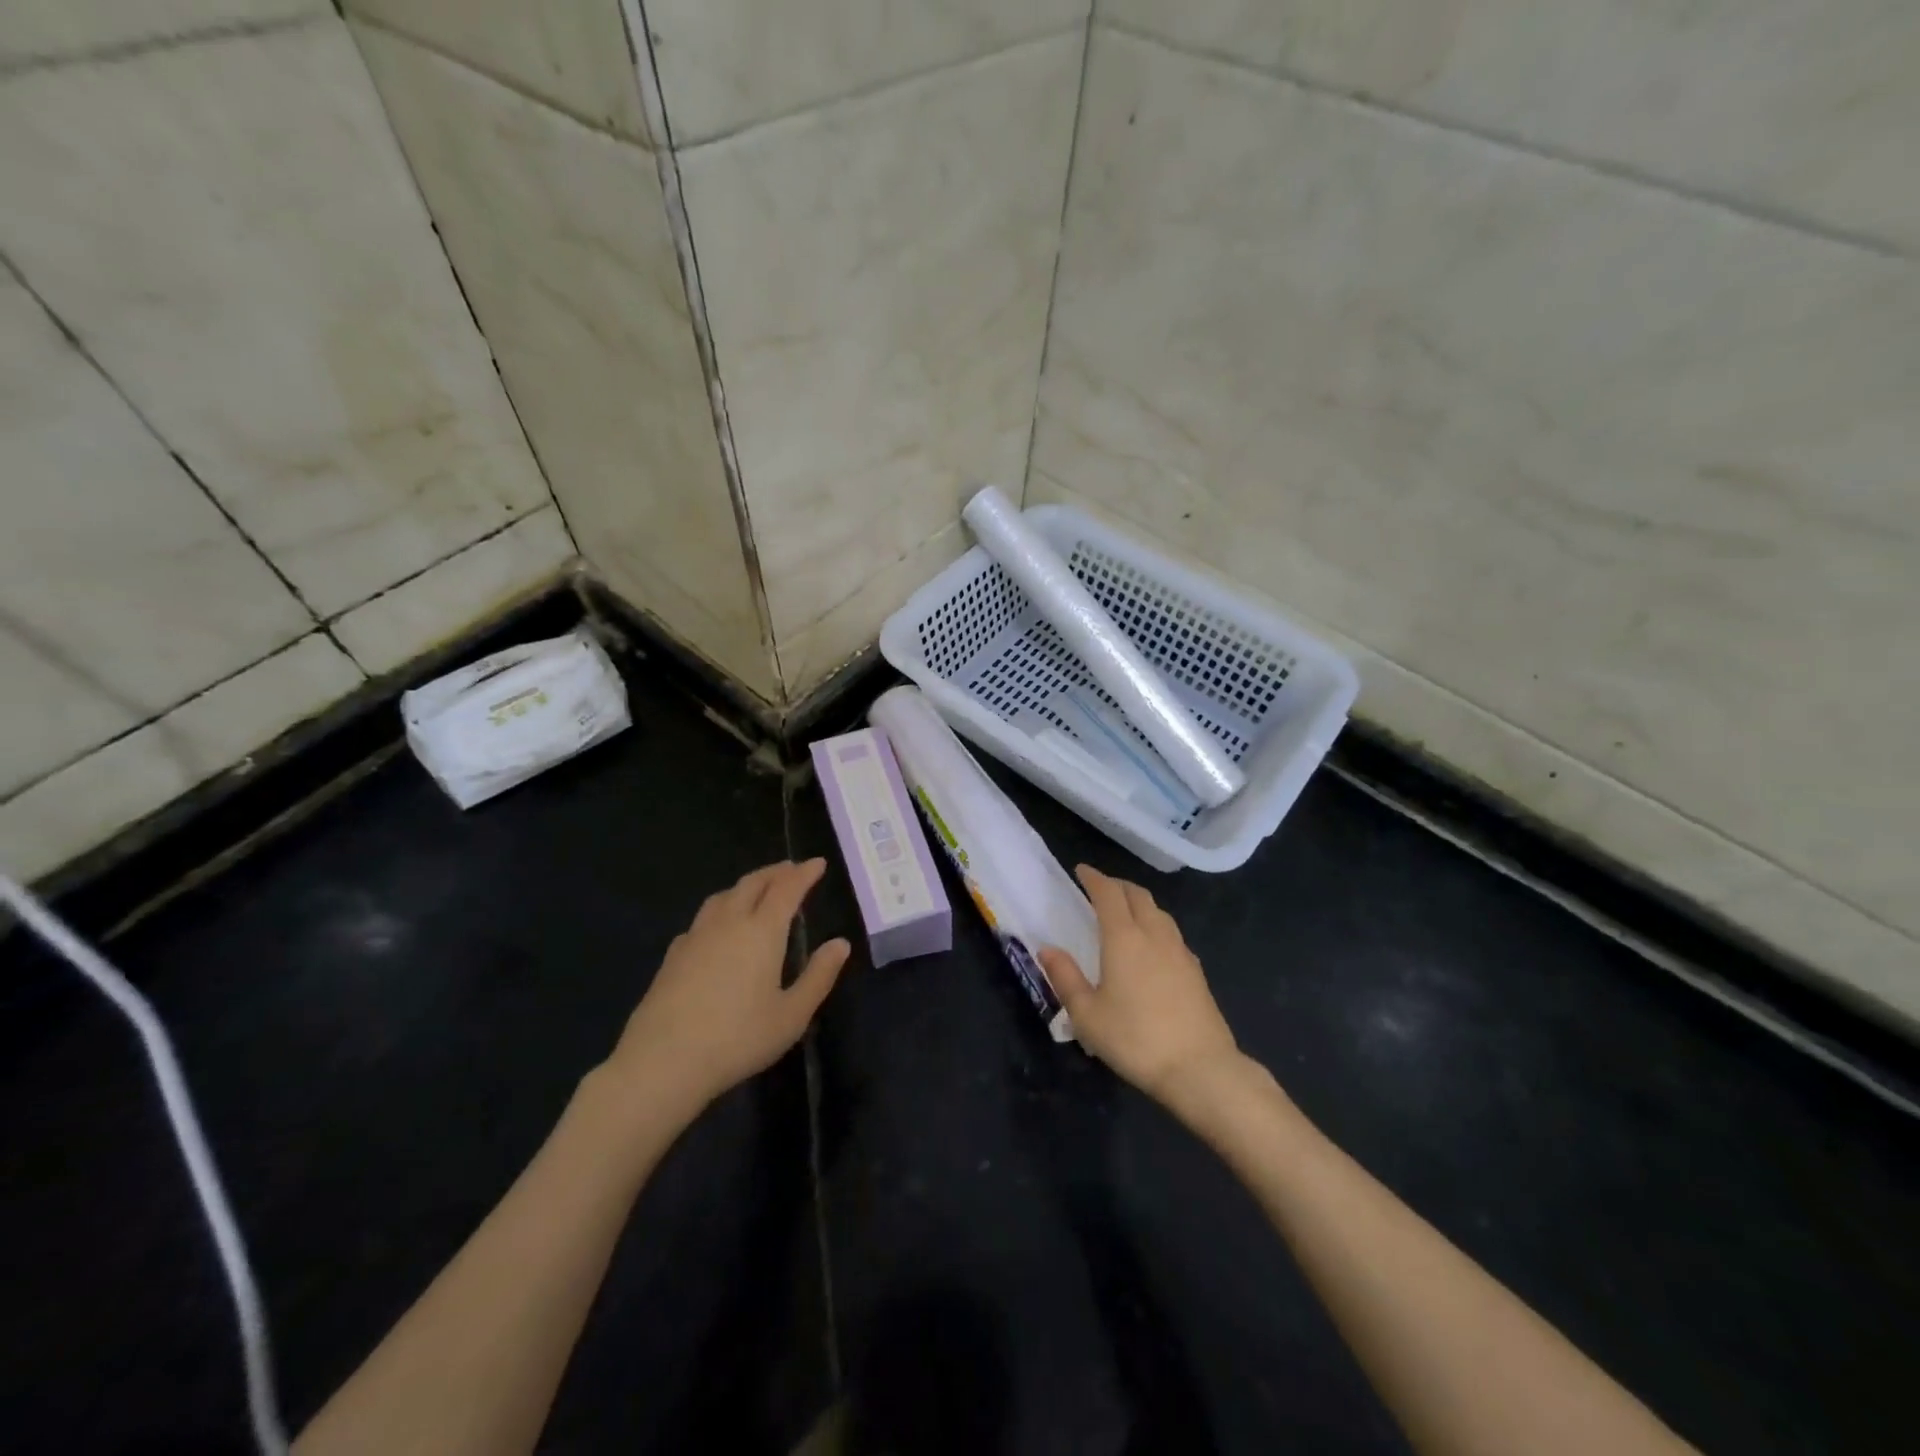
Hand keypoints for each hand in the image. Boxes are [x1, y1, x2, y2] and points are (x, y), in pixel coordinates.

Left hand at [605, 859, 849, 1114]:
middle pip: (753, 883)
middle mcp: (729, 922)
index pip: (787, 889)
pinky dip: (721, 909)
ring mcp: (696, 936)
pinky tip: (719, 928)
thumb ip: (819, 976)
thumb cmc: (738, 1038)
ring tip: (757, 890)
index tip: (818, 863)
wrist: (662, 1061)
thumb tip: (840, 944)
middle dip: (775, 872)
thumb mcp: (792, 1015)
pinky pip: (703, 918)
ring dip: (746, 886)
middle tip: (791, 869)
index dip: (804, 873)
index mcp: (762, 931)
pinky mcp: (673, 955)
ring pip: (724, 896)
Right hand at [1039, 865, 1239, 1102]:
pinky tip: (1153, 945)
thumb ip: (1065, 977)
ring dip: (1139, 902)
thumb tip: (1047, 949)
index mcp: (1124, 938)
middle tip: (1100, 888)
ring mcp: (1180, 952)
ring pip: (1159, 912)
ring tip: (1126, 911)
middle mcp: (1154, 935)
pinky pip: (1172, 933)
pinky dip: (1156, 925)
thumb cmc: (1135, 1039)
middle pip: (1138, 895)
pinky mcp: (1196, 971)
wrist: (1200, 1069)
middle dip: (1118, 885)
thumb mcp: (1087, 1014)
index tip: (1081, 870)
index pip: (1108, 894)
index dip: (1094, 878)